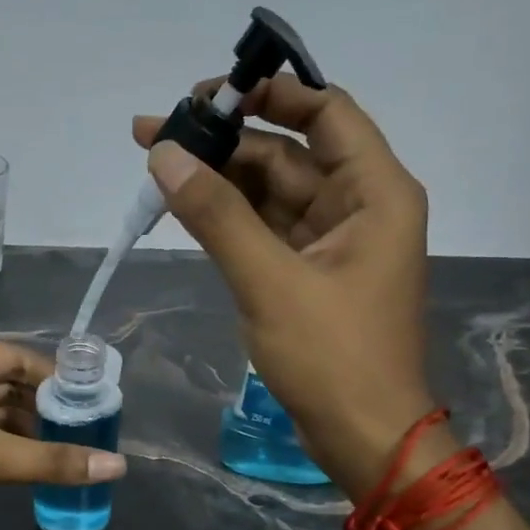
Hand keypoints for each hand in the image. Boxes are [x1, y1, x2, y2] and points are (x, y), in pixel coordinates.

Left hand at [0, 338, 125, 526]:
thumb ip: (53, 460)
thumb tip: (118, 467)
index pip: (14, 356)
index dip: (53, 377)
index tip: (89, 398)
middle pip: (2, 382)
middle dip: (41, 405)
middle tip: (84, 426)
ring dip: (23, 427)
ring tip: (66, 445)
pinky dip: (2, 444)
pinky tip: (31, 461)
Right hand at [132, 74, 442, 494]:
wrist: (362, 435)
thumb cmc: (331, 356)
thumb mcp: (270, 281)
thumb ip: (217, 216)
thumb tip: (166, 155)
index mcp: (374, 192)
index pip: (326, 113)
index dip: (270, 94)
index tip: (208, 95)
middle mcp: (357, 206)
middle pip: (287, 154)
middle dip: (224, 144)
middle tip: (156, 136)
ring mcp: (331, 244)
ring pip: (270, 194)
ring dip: (219, 182)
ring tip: (157, 168)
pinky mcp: (308, 275)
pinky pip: (264, 232)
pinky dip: (227, 221)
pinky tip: (184, 209)